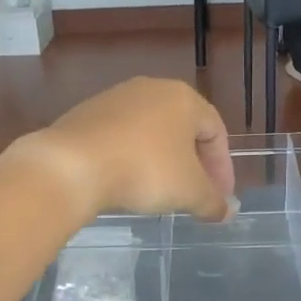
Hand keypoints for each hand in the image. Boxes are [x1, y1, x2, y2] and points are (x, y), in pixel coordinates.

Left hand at [7, 78, 235, 222]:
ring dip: (162, 161)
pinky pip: (121, 137)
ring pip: (151, 132)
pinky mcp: (87, 114)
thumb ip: (214, 201)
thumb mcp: (189, 192)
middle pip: (184, 129)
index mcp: (184, 98)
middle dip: (194, 165)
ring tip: (161, 192)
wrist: (72, 165)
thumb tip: (228, 211)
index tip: (220, 199)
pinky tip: (126, 182)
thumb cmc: (145, 171)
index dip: (223, 168)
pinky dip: (132, 158)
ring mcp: (116, 98)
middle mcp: (152, 89)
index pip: (216, 132)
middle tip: (194, 195)